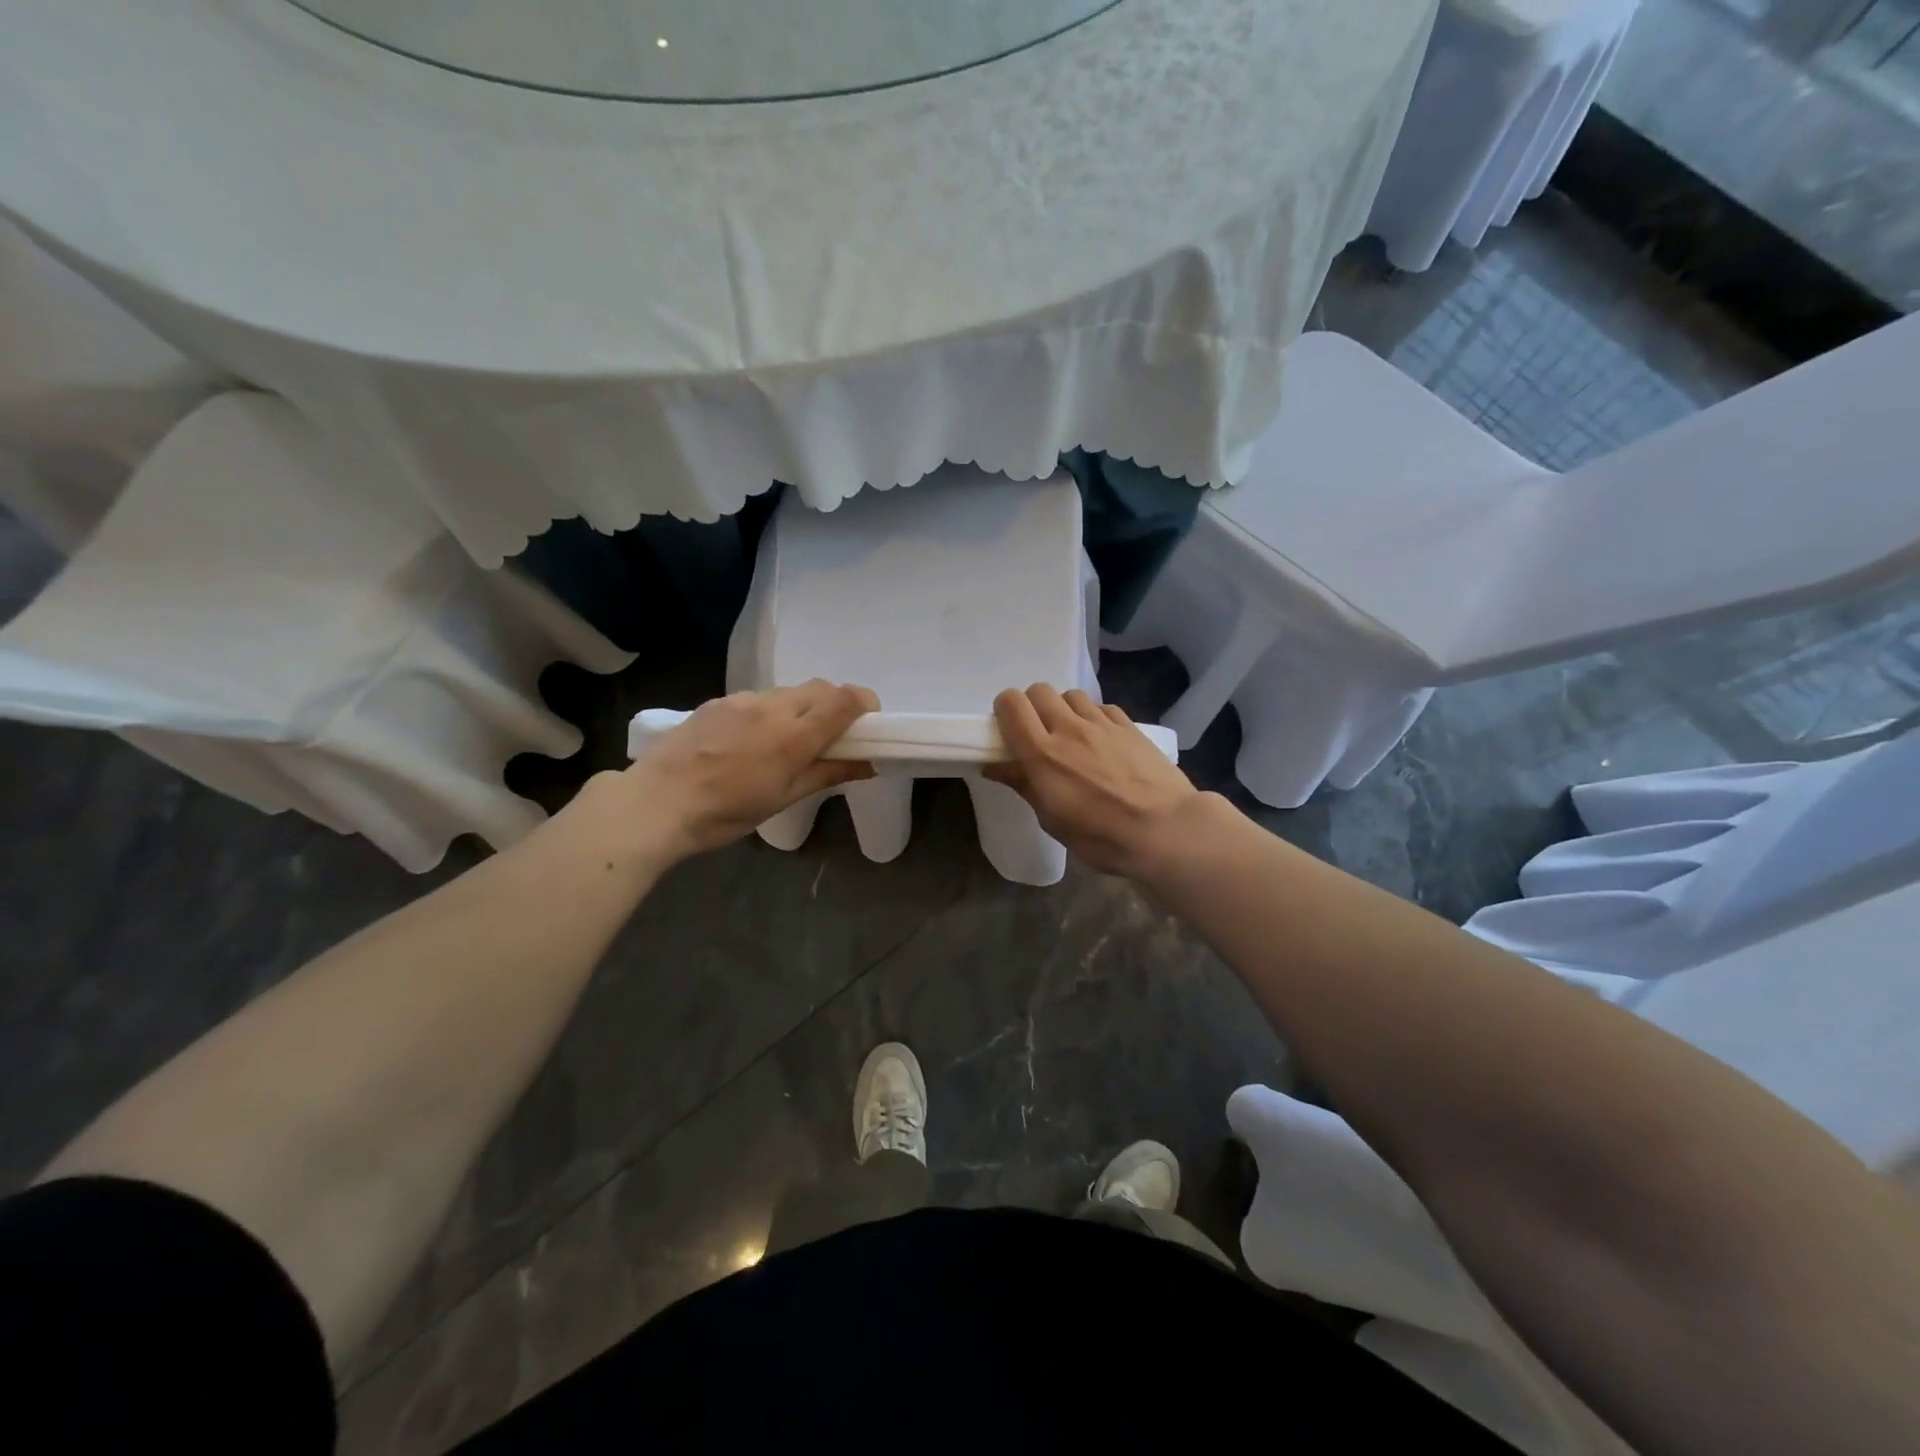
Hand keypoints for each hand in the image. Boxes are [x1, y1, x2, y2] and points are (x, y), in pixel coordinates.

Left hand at [621, 680, 879, 859]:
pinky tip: (753, 740)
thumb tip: (869, 764)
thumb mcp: (784, 798)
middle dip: (836, 704)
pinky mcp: (718, 701)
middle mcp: (773, 706)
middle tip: (834, 735)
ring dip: (802, 707)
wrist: (656, 802)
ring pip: (789, 691)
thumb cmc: (727, 811)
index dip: (865, 705)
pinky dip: (772, 711)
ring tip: (788, 741)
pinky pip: (759, 697)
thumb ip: (828, 773)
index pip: (844, 700)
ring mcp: (743, 700)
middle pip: (820, 688)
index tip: (868, 724)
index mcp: (795, 734)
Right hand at [983, 685, 1200, 877]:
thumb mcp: (1052, 819)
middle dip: (1032, 707)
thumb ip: (1023, 784)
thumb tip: (994, 766)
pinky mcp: (1129, 725)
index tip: (1008, 731)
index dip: (1004, 710)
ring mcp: (1102, 723)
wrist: (1165, 829)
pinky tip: (1101, 740)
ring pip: (1071, 694)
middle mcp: (1069, 728)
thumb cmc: (1101, 836)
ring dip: (1064, 709)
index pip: (1011, 704)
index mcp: (1042, 753)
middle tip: (1039, 734)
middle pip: (1039, 690)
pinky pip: (1101, 707)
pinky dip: (1093, 717)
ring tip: (1072, 735)